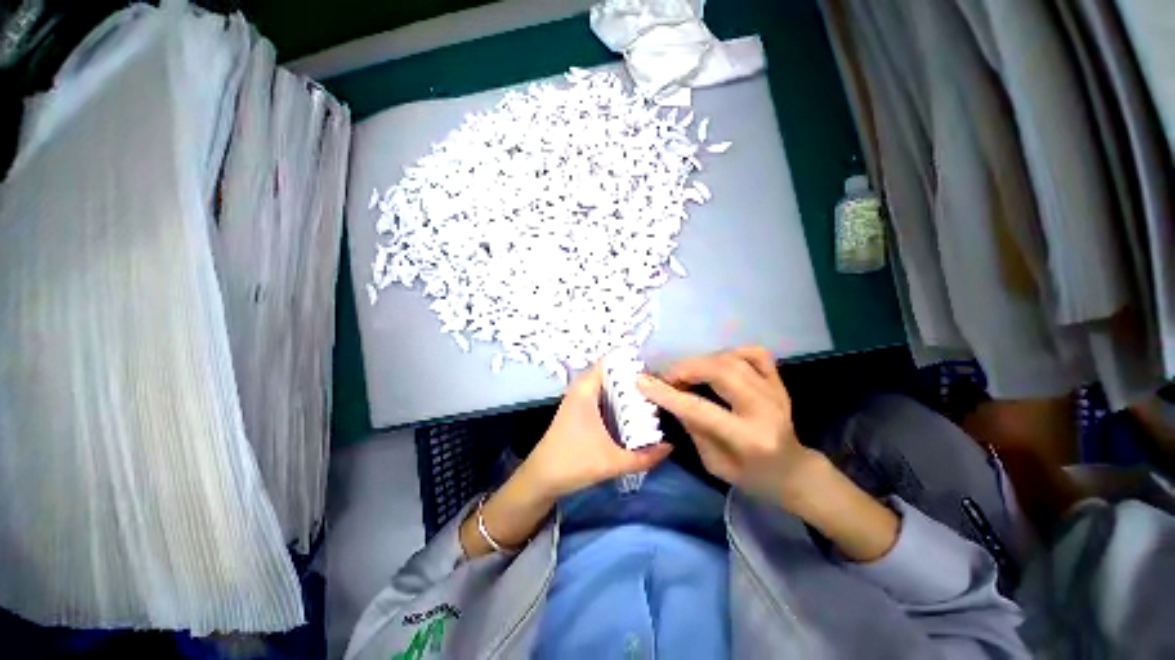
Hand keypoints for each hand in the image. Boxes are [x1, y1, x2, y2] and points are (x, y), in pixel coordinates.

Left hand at [460, 361, 671, 558]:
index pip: (608, 362)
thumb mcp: (613, 462)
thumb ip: (644, 457)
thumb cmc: (574, 463)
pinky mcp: (577, 409)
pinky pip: (599, 394)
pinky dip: (614, 396)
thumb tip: (670, 447)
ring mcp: (577, 398)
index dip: (629, 361)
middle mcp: (580, 389)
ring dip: (622, 387)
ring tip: (648, 393)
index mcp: (585, 390)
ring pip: (604, 384)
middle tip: (655, 383)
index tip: (651, 368)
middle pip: (609, 372)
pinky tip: (630, 408)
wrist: (541, 477)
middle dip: (630, 375)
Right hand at [639, 346, 898, 560]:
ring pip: (732, 359)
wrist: (793, 471)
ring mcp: (776, 392)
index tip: (641, 381)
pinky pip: (754, 353)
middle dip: (685, 369)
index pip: (699, 409)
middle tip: (666, 377)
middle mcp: (765, 410)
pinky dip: (730, 352)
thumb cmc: (750, 476)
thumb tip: (670, 398)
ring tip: (686, 374)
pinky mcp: (779, 382)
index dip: (667, 394)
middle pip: (719, 372)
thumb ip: (692, 427)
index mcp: (748, 439)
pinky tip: (716, 363)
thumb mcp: (713, 463)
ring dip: (701, 361)